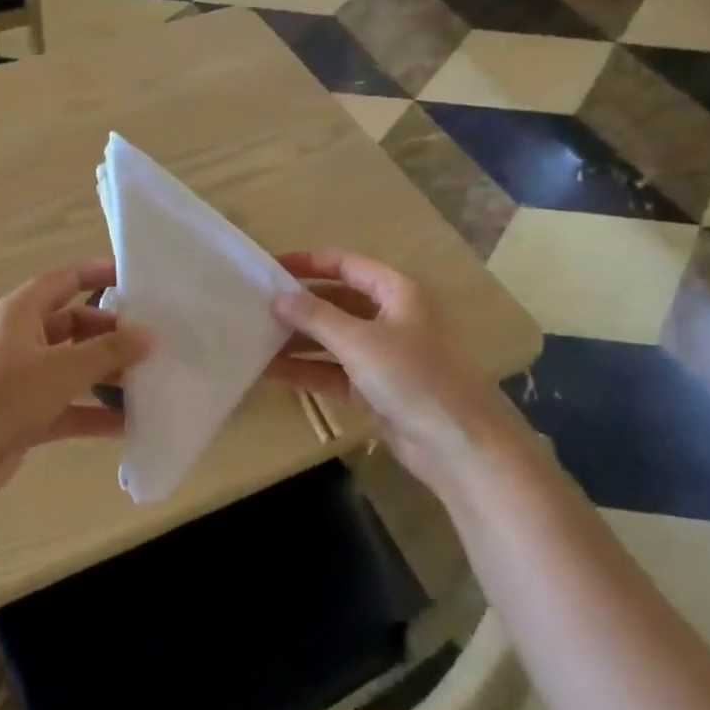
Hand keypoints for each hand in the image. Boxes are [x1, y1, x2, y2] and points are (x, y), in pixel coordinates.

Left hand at [0, 260, 151, 504]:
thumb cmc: (1, 398)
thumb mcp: (60, 370)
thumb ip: (108, 353)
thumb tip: (149, 337)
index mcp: (20, 313)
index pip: (63, 281)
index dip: (96, 274)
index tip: (133, 278)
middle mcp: (21, 339)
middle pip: (74, 326)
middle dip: (111, 334)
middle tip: (152, 343)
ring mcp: (22, 379)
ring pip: (73, 368)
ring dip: (106, 376)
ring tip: (150, 382)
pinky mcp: (25, 415)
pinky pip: (68, 406)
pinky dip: (94, 412)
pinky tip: (129, 424)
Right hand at [267, 250, 533, 494]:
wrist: (457, 446)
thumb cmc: (413, 378)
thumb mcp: (360, 341)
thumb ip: (315, 317)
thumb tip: (277, 298)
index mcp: (397, 292)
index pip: (346, 265)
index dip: (308, 263)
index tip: (269, 267)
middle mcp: (390, 318)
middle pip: (335, 302)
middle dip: (298, 306)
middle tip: (254, 306)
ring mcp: (382, 355)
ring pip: (331, 339)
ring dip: (296, 340)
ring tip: (253, 339)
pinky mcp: (374, 388)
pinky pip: (332, 371)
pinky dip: (305, 370)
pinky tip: (269, 371)